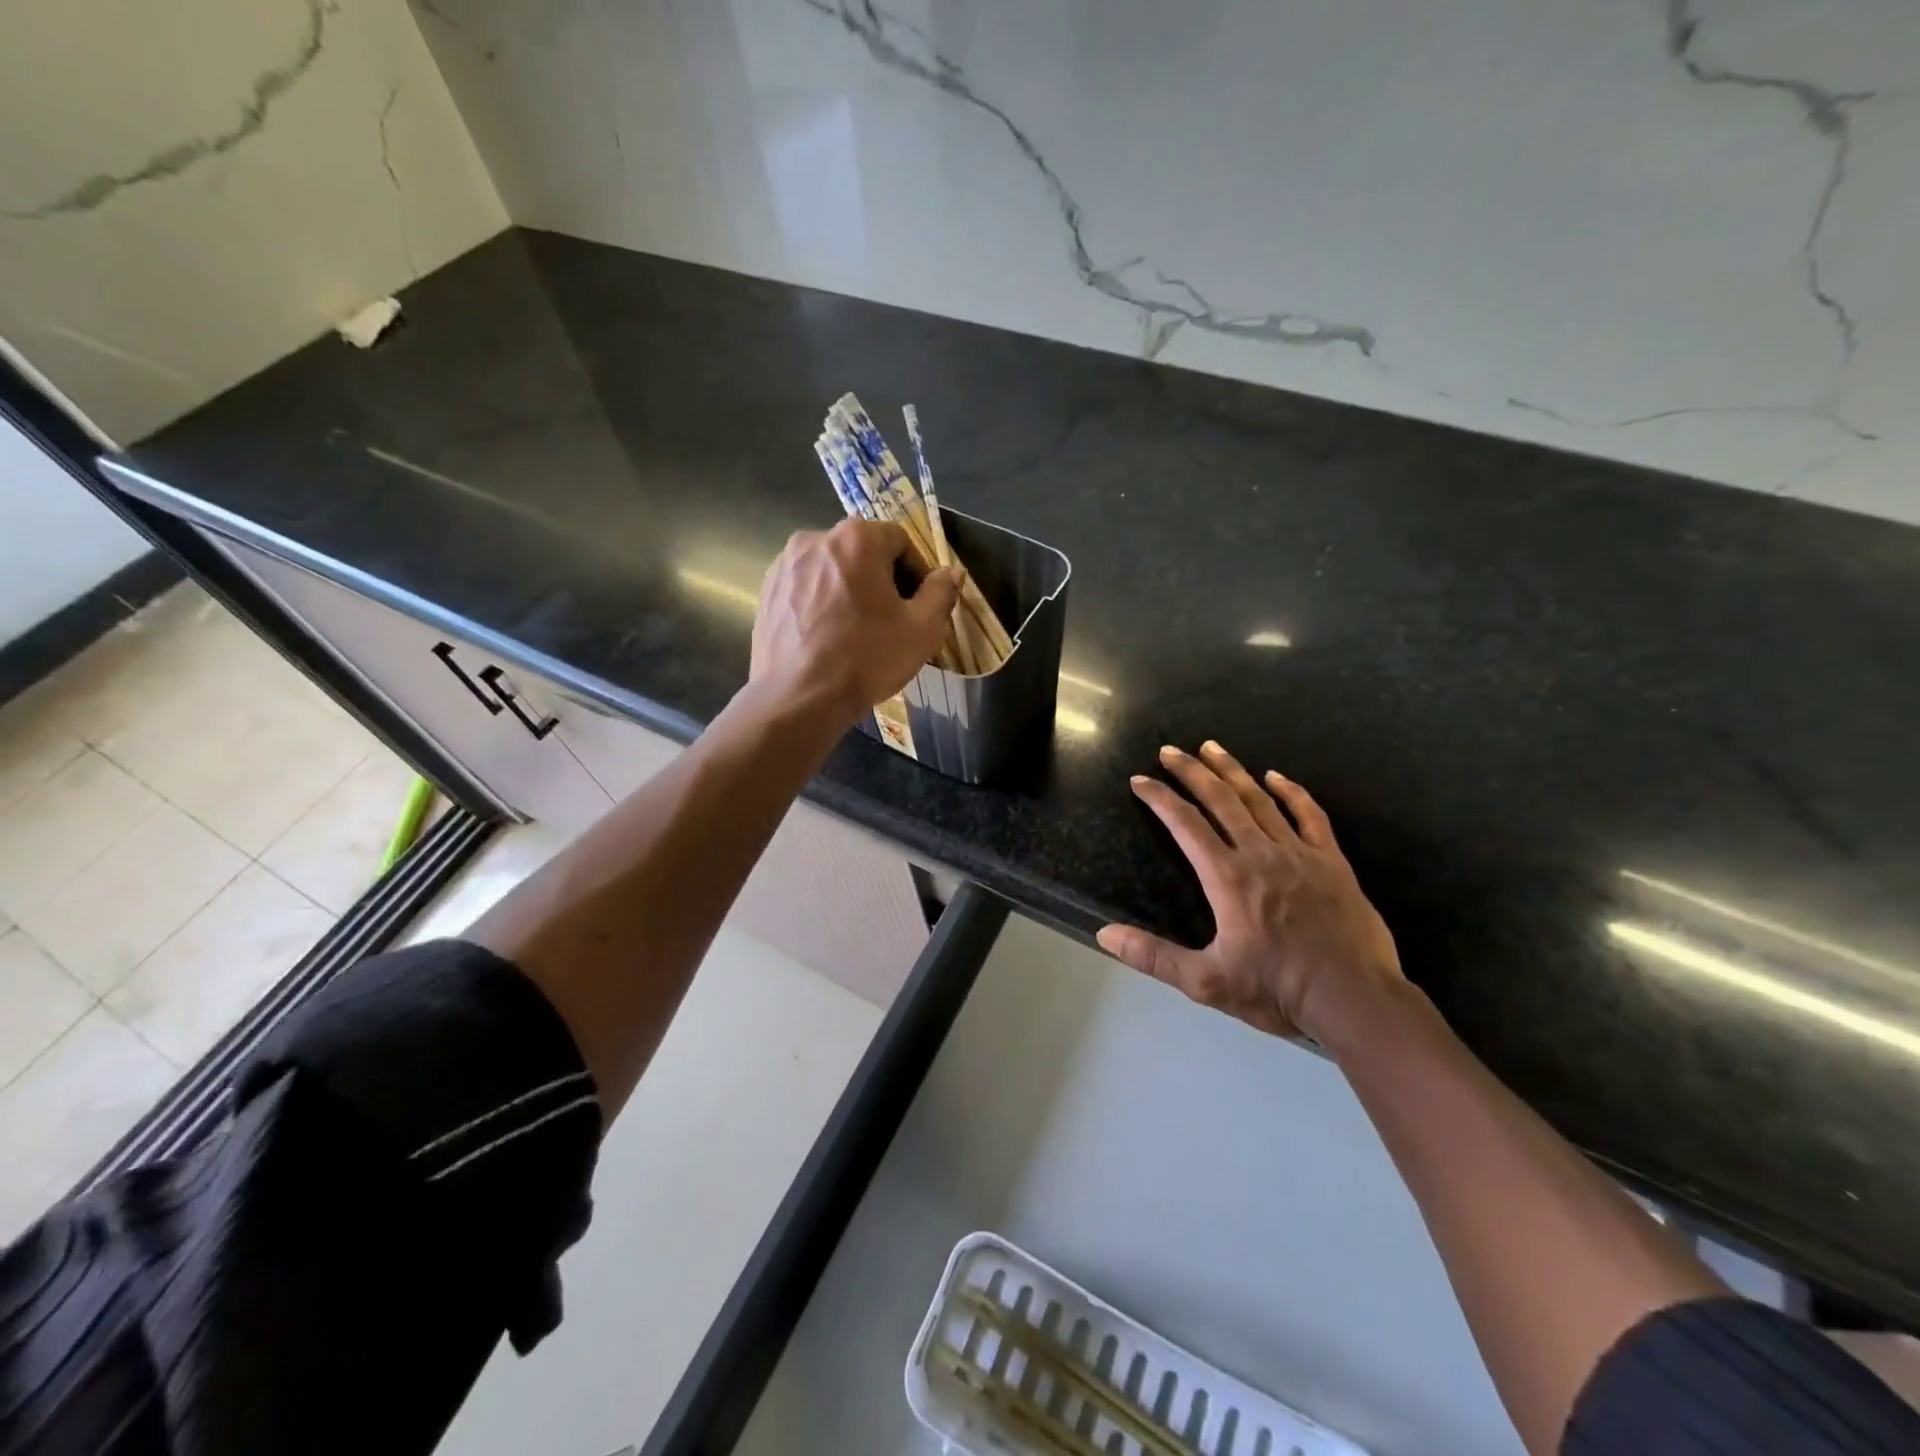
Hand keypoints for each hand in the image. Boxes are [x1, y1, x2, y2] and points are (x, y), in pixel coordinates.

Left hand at [752, 519, 959, 723]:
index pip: (900, 541)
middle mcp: (816, 539)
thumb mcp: (921, 630)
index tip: (919, 605)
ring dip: (851, 589)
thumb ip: (941, 593)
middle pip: (863, 551)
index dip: (917, 572)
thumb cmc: (867, 659)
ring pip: (832, 569)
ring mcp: (785, 564)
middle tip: (892, 619)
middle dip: (883, 579)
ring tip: (857, 629)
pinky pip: (807, 587)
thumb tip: (951, 573)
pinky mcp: (767, 591)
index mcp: (857, 539)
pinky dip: (822, 602)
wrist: (799, 698)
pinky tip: (828, 636)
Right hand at [1096, 741, 1403, 1041]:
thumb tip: (1104, 934)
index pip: (1185, 824)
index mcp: (1227, 878)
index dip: (1159, 798)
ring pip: (1259, 800)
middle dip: (1191, 772)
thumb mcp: (1207, 982)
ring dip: (1232, 771)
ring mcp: (1299, 853)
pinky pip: (1309, 815)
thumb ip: (1154, 956)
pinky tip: (1276, 776)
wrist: (1355, 999)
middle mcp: (1260, 854)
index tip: (1140, 780)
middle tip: (1170, 750)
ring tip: (1212, 748)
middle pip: (1220, 800)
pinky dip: (1291, 792)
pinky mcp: (1331, 861)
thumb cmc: (1278, 990)